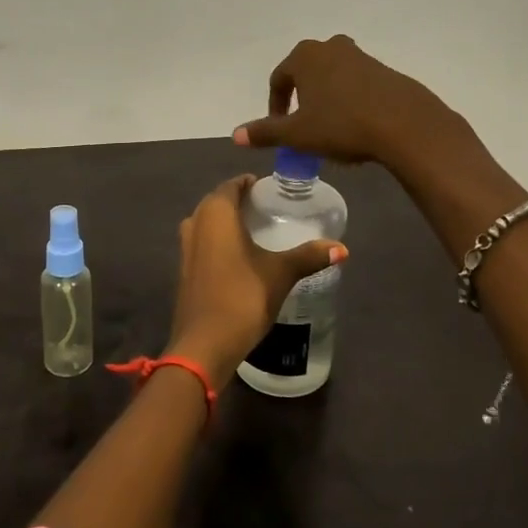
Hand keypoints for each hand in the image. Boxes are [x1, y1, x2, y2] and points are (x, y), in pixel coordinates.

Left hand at [166, 175, 345, 381]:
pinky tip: (241, 256)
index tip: (271, 189)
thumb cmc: (242, 297)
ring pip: (208, 223)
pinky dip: (220, 241)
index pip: (231, 185)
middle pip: (218, 202)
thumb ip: (309, 256)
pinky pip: (203, 243)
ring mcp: (185, 248)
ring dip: (228, 223)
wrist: (205, 344)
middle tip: (269, 209)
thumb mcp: (281, 273)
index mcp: (215, 213)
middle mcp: (195, 223)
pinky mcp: (184, 270)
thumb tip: (342, 248)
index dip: (250, 183)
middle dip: (240, 202)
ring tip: (258, 231)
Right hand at [232, 34, 463, 169]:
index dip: (275, 106)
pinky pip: (356, 84)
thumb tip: (236, 135)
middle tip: (303, 126)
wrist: (404, 124)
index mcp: (304, 56)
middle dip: (301, 98)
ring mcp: (360, 56)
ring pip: (332, 77)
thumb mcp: (297, 134)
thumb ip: (265, 132)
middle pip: (306, 73)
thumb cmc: (341, 124)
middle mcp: (330, 47)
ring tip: (330, 127)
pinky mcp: (384, 70)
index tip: (280, 129)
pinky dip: (349, 100)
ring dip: (326, 98)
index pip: (279, 79)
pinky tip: (356, 125)